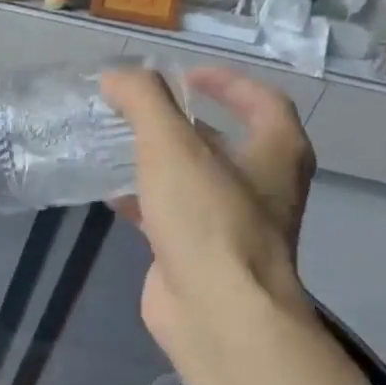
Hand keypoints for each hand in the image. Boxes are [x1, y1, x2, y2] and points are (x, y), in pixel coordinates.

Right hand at [101, 66, 316, 362]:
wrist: (216, 309)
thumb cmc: (207, 219)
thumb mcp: (171, 146)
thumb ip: (144, 102)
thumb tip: (116, 75)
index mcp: (276, 154)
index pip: (263, 102)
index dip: (227, 83)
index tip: (185, 76)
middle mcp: (261, 188)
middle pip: (225, 142)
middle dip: (184, 124)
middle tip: (139, 111)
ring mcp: (231, 225)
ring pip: (194, 181)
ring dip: (160, 163)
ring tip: (117, 146)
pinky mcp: (199, 254)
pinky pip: (171, 215)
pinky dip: (143, 200)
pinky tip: (110, 195)